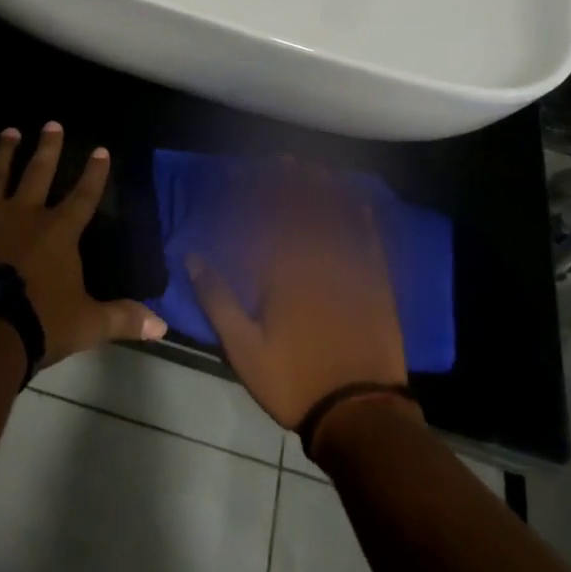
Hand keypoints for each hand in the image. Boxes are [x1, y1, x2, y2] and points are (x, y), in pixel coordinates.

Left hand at [0, 122, 165, 365]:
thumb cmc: (37, 323)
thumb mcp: (86, 324)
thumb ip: (122, 318)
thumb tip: (162, 325)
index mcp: (58, 232)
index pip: (83, 196)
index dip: (94, 173)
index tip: (101, 149)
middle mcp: (23, 213)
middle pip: (38, 173)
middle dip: (47, 148)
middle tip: (52, 124)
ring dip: (3, 152)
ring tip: (9, 131)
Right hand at [188, 164, 406, 429]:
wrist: (359, 414)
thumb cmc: (293, 381)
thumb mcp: (243, 348)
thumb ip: (218, 300)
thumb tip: (193, 257)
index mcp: (282, 274)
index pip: (262, 221)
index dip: (251, 194)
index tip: (239, 171)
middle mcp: (316, 262)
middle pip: (300, 212)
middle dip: (289, 183)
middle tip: (282, 158)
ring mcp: (350, 272)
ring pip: (335, 220)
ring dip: (323, 191)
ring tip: (314, 168)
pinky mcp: (377, 286)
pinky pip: (371, 244)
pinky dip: (364, 221)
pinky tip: (360, 202)